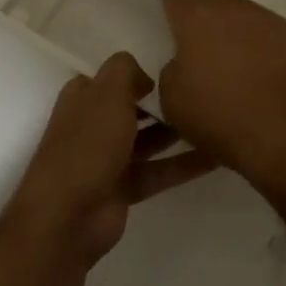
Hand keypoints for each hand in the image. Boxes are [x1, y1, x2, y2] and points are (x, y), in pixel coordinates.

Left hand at [8, 53, 213, 265]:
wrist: (69, 215)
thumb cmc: (89, 142)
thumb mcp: (108, 91)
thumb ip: (126, 70)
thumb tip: (144, 78)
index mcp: (83, 98)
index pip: (110, 78)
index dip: (134, 74)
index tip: (168, 71)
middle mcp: (93, 126)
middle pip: (130, 109)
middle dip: (159, 104)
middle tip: (197, 96)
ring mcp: (107, 160)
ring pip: (147, 141)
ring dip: (175, 133)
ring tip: (212, 122)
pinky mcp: (123, 189)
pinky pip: (158, 171)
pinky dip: (183, 165)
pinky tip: (215, 157)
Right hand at [156, 0, 285, 183]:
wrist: (279, 131)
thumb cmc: (217, 113)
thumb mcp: (172, 97)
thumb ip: (172, 68)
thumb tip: (184, 62)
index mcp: (195, 14)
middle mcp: (230, 5)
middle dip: (198, 0)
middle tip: (190, 16)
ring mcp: (265, 17)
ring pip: (239, 8)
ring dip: (229, 19)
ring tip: (223, 40)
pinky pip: (265, 29)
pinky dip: (257, 38)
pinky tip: (256, 58)